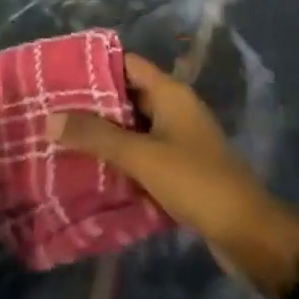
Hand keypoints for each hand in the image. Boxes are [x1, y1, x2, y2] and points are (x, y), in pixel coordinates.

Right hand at [49, 54, 298, 297]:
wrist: (248, 234)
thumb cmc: (196, 182)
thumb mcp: (142, 156)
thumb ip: (96, 136)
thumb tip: (49, 117)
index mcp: (171, 93)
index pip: (127, 63)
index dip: (95, 66)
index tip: (59, 74)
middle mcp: (175, 109)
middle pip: (127, 96)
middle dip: (93, 104)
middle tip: (52, 111)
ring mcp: (178, 140)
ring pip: (133, 128)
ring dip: (104, 135)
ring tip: (62, 139)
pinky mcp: (179, 169)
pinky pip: (142, 155)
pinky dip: (120, 159)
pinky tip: (91, 171)